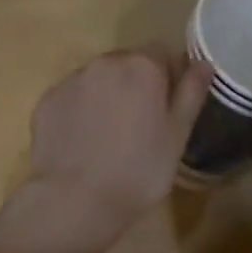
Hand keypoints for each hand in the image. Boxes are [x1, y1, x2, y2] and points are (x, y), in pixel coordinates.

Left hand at [18, 49, 212, 248]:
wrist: (76, 199)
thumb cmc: (139, 169)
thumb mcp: (178, 135)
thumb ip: (191, 92)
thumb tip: (203, 63)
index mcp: (142, 66)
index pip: (161, 53)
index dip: (167, 77)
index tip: (166, 108)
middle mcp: (105, 62)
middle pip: (127, 63)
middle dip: (135, 84)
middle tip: (139, 125)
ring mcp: (72, 79)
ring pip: (97, 79)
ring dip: (106, 95)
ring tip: (108, 136)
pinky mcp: (48, 100)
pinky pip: (72, 97)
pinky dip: (79, 110)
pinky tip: (83, 142)